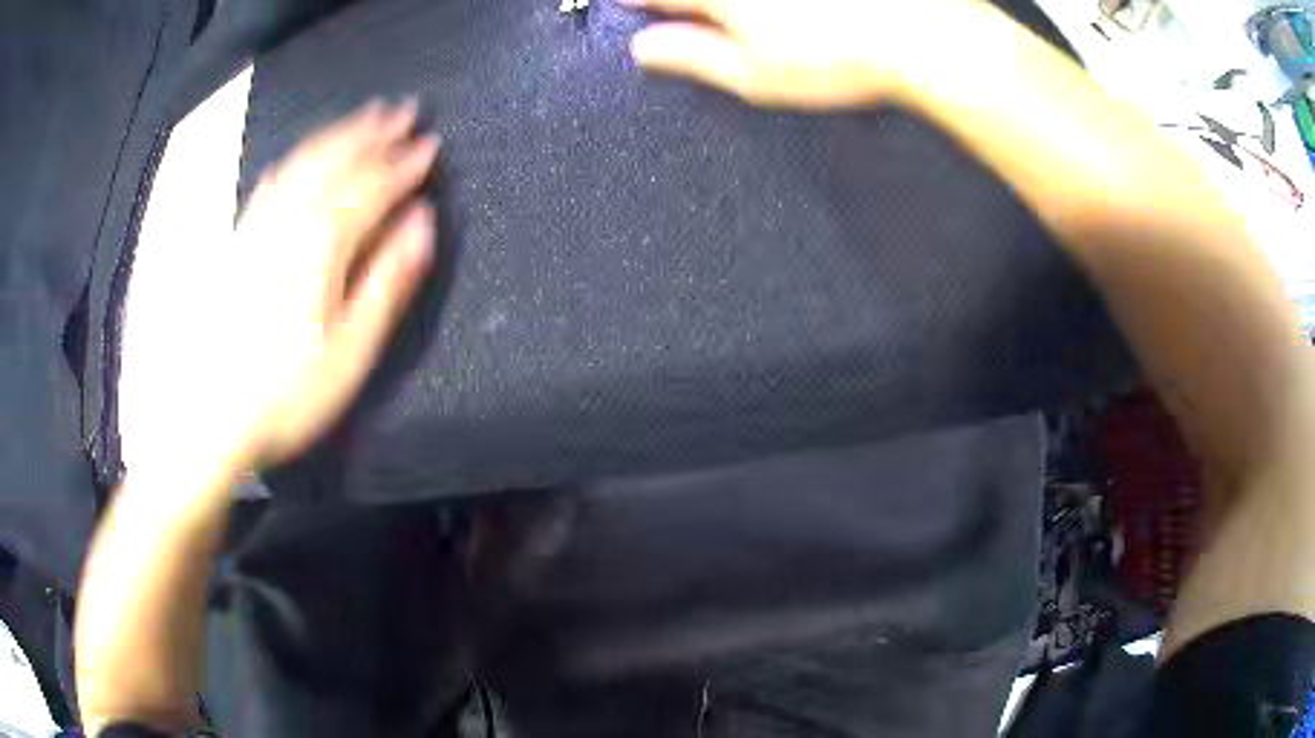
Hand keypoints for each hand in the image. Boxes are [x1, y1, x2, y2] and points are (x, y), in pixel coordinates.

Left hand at [137, 100, 438, 472]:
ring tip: (363, 118)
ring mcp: (259, 229)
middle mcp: (289, 222)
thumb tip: (421, 226)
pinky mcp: (239, 242)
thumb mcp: (352, 350)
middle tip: (404, 111)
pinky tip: (301, 157)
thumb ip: (387, 281)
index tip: (430, 146)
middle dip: (374, 134)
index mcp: (322, 245)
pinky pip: (271, 185)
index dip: (404, 165)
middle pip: (337, 162)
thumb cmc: (288, 393)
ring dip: (338, 135)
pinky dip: (295, 160)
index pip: (372, 188)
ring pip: (303, 164)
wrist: (212, 416)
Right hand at [627, 0, 946, 108]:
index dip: (639, 3)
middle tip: (695, 20)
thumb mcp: (754, 74)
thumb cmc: (838, 58)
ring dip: (727, 9)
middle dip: (682, 5)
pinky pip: (765, 0)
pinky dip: (758, 8)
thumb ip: (692, 56)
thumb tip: (643, 49)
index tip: (631, 7)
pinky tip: (771, 16)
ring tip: (749, 25)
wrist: (917, 35)